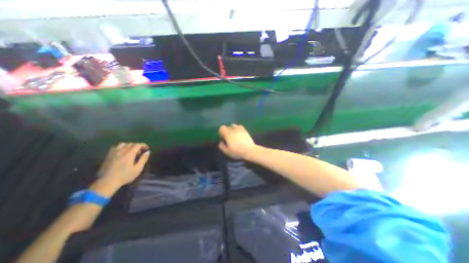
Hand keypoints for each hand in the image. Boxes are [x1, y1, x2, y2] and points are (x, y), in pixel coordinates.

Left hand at [96, 142, 150, 190]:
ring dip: (129, 146)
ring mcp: (113, 153)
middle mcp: (121, 151)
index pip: (137, 145)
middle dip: (137, 146)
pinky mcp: (108, 156)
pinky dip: (121, 147)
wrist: (107, 182)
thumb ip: (143, 159)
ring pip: (123, 144)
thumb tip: (148, 152)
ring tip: (131, 151)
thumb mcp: (138, 169)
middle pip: (131, 144)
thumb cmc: (125, 176)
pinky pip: (115, 147)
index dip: (143, 145)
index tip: (147, 149)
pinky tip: (122, 153)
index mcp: (129, 153)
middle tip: (140, 152)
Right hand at [220, 124, 255, 158]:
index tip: (222, 137)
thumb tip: (221, 142)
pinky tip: (239, 133)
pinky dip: (238, 129)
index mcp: (228, 134)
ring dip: (232, 129)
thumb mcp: (227, 151)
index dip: (221, 132)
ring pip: (234, 125)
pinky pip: (240, 126)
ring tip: (234, 134)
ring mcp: (240, 129)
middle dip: (227, 130)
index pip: (222, 128)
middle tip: (228, 136)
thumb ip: (222, 146)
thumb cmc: (237, 151)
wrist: (249, 150)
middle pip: (228, 126)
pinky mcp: (245, 130)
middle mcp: (233, 130)